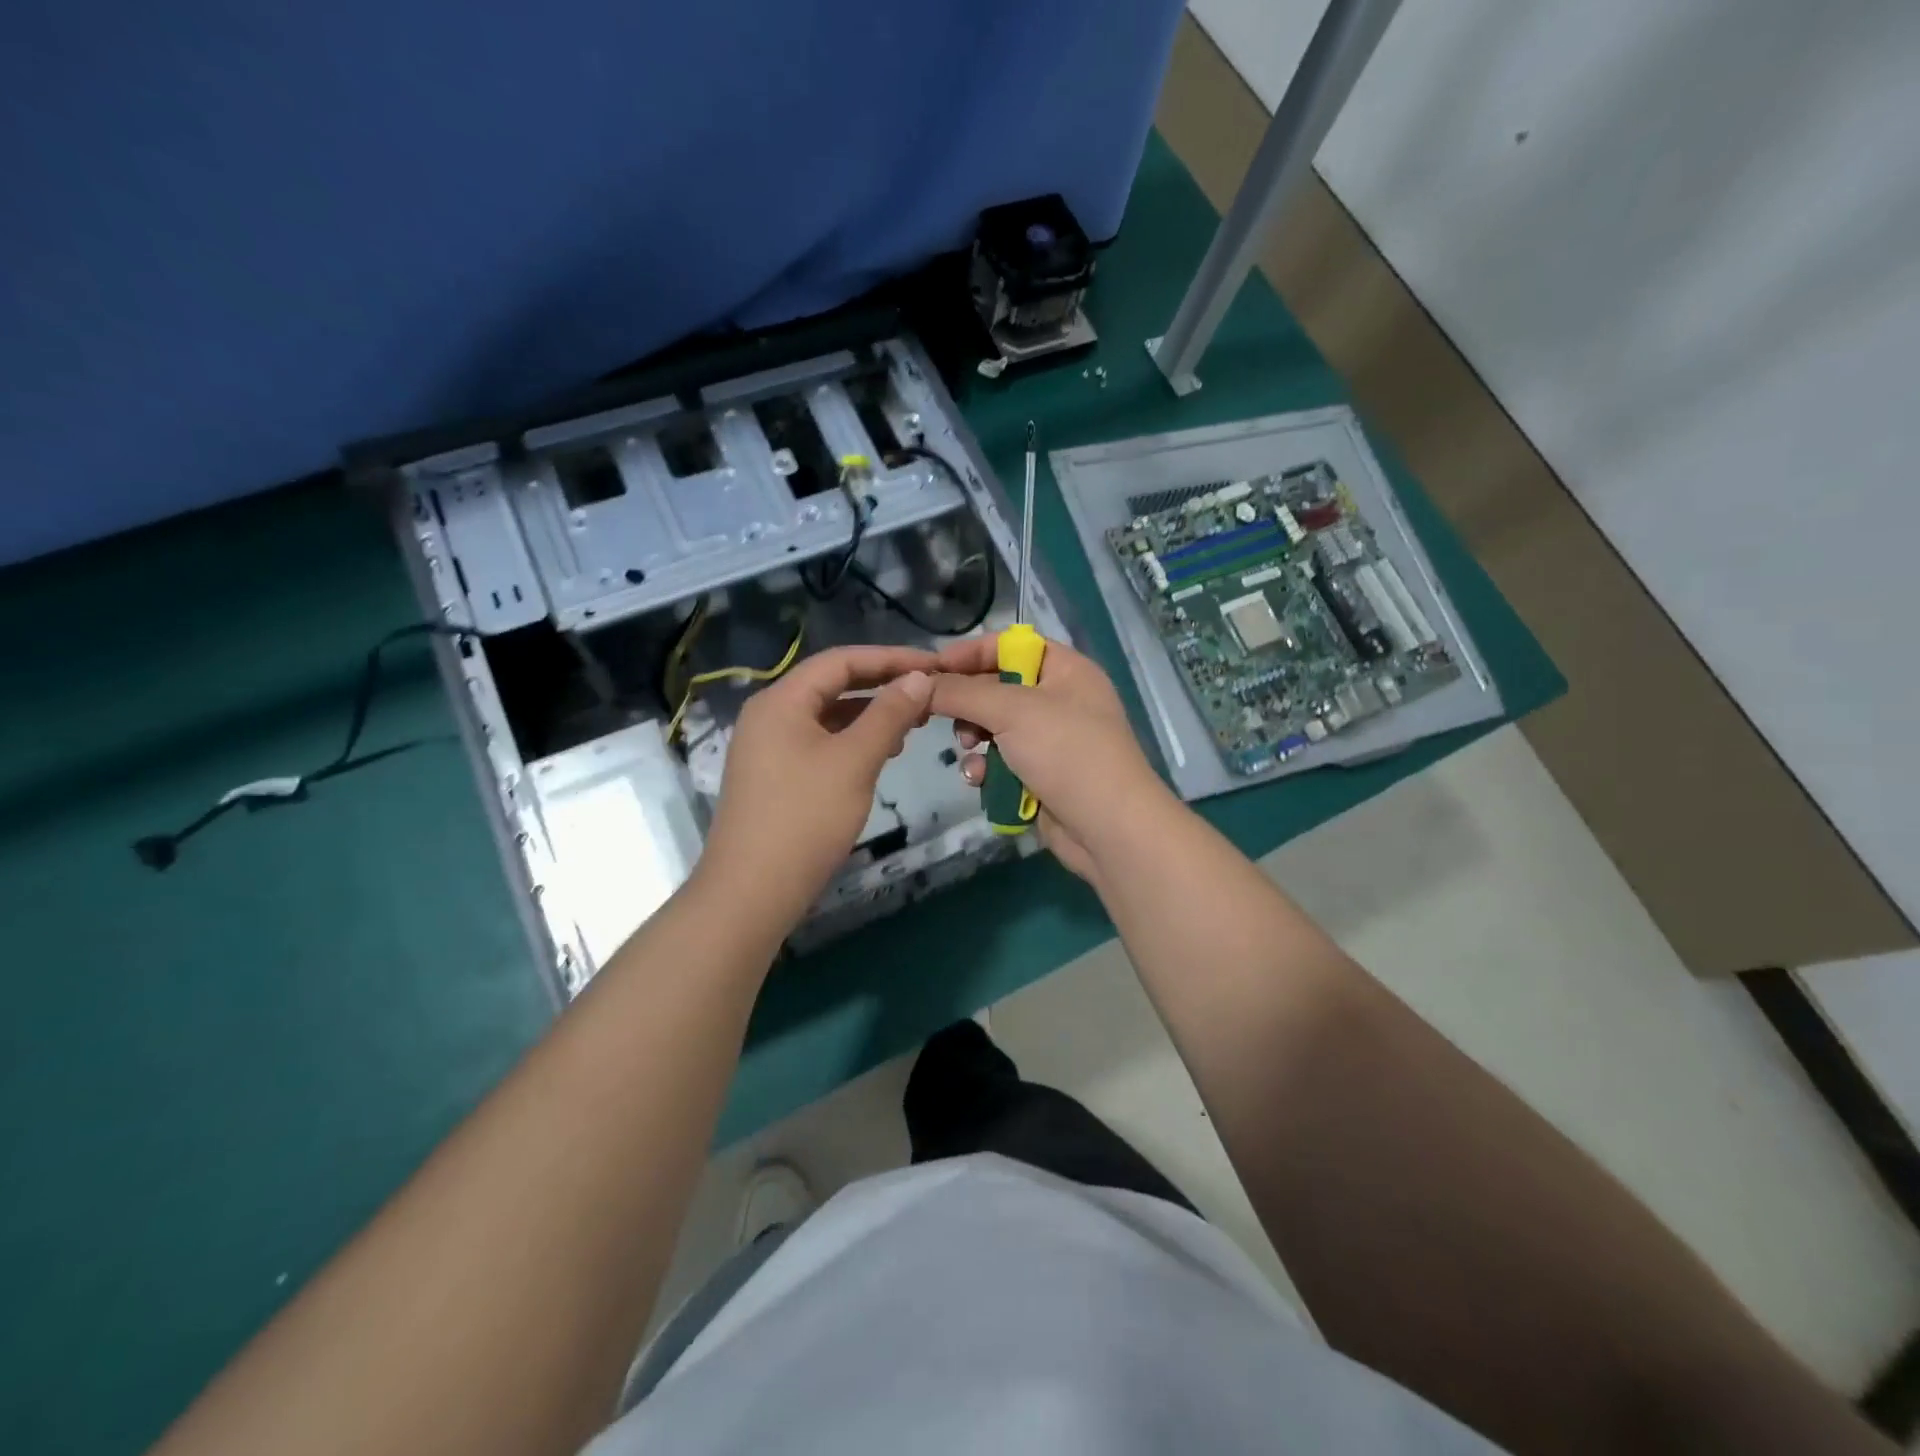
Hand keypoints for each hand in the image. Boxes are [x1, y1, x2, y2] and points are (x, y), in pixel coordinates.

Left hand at [696, 645, 937, 928]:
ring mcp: (768, 746)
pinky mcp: (774, 775)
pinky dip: (852, 741)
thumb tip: (918, 678)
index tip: (934, 665)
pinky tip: (880, 754)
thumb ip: (889, 714)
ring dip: (870, 715)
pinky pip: (819, 742)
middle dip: (882, 686)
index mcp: (781, 700)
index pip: (841, 661)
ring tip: (912, 725)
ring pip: (827, 716)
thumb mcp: (855, 760)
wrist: (752, 891)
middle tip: (928, 693)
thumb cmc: (806, 818)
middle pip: (832, 685)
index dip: (891, 658)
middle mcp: (770, 714)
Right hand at [928, 636, 1173, 883]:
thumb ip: (961, 692)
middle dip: (968, 703)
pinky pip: (1002, 762)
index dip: (970, 653)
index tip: (932, 670)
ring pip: (994, 729)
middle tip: (943, 715)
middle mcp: (1059, 699)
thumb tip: (921, 683)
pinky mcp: (1041, 776)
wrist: (1108, 828)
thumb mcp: (1011, 710)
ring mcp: (1051, 741)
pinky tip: (979, 780)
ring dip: (975, 739)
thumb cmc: (1066, 753)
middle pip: (997, 687)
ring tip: (968, 750)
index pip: (1009, 645)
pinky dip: (988, 769)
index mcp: (1065, 669)